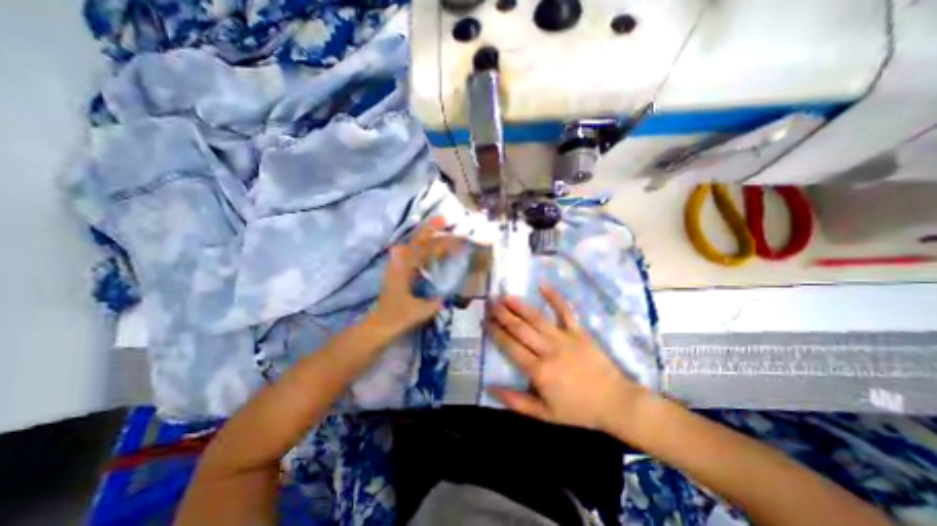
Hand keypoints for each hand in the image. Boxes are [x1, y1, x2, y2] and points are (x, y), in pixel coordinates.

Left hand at [370, 217, 454, 336]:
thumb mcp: (422, 310)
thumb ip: (436, 301)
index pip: (424, 250)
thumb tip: (449, 292)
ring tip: (438, 228)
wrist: (380, 324)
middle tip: (443, 219)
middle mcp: (399, 263)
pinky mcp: (397, 271)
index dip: (440, 242)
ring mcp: (396, 266)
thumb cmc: (399, 317)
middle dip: (429, 228)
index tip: (454, 236)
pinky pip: (410, 253)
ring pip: (412, 245)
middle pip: (415, 241)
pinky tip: (429, 248)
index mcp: (405, 270)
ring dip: (424, 235)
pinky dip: (420, 246)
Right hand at [486, 288, 653, 434]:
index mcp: (539, 371)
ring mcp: (564, 338)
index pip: (511, 347)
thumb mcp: (544, 414)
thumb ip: (516, 401)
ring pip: (537, 318)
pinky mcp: (579, 332)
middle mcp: (548, 350)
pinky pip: (565, 311)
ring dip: (519, 306)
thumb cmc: (578, 410)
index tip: (485, 322)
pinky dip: (554, 298)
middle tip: (490, 304)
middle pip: (520, 329)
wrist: (615, 402)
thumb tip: (489, 388)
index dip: (496, 333)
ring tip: (505, 296)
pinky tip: (542, 286)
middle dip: (503, 315)